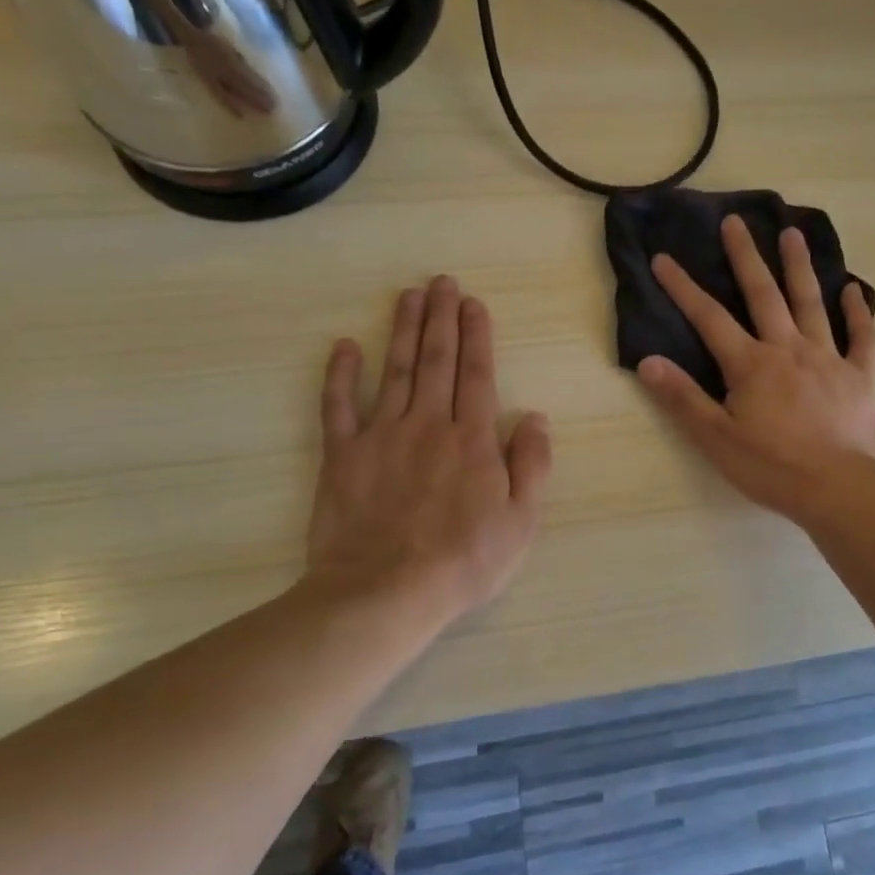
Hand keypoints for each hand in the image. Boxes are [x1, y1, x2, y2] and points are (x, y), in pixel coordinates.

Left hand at [304, 276, 551, 623]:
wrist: (385, 592)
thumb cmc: (464, 560)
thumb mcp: (521, 520)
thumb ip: (532, 464)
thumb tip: (535, 417)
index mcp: (472, 438)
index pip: (477, 374)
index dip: (477, 335)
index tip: (474, 304)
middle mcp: (428, 424)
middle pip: (436, 360)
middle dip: (441, 318)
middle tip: (442, 282)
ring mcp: (381, 435)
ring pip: (394, 370)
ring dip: (402, 329)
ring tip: (409, 295)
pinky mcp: (343, 454)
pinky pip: (339, 406)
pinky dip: (341, 374)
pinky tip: (345, 346)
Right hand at [636, 216, 874, 526]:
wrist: (840, 488)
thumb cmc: (772, 467)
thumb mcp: (716, 438)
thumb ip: (683, 398)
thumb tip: (648, 362)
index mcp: (751, 364)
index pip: (709, 319)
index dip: (683, 288)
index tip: (664, 258)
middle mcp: (788, 349)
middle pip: (763, 295)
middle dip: (745, 257)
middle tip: (735, 221)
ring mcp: (828, 358)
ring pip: (812, 303)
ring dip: (800, 267)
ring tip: (792, 233)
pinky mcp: (859, 376)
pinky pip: (862, 337)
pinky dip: (859, 312)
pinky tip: (854, 289)